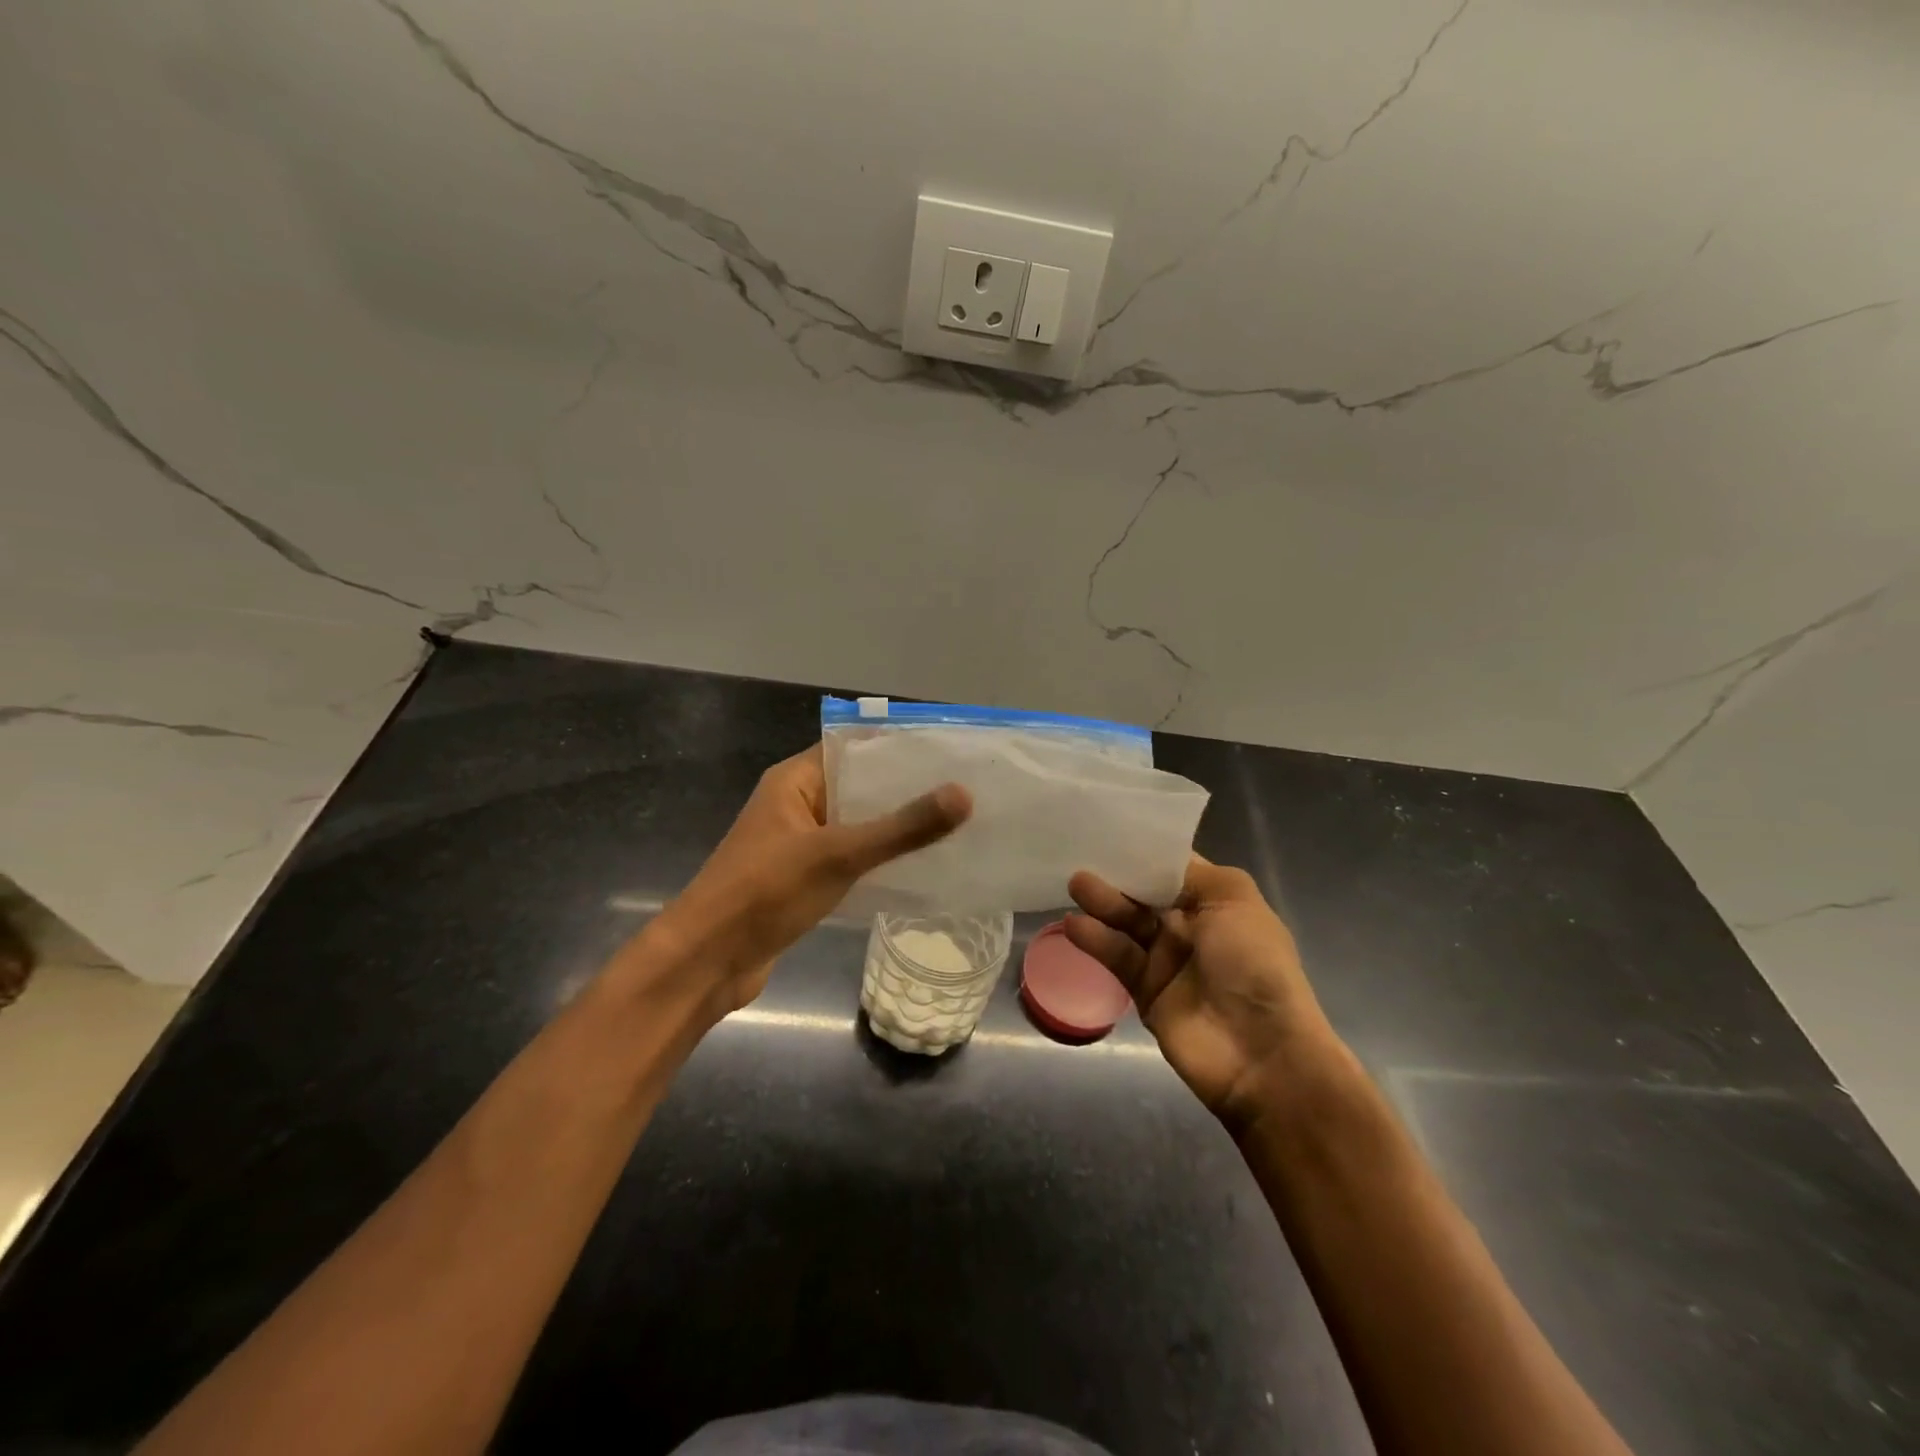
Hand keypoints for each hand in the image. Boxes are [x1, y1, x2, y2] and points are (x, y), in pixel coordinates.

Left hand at [649, 745, 970, 1016]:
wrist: (706, 961)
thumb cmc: (765, 892)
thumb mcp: (838, 854)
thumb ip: (901, 828)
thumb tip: (964, 794)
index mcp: (794, 781)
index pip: (852, 746)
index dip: (897, 745)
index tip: (947, 750)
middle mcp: (795, 804)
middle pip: (858, 785)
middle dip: (905, 788)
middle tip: (963, 788)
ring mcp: (798, 844)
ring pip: (856, 824)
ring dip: (895, 826)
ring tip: (952, 824)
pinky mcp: (802, 879)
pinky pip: (850, 858)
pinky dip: (879, 859)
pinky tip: (919, 867)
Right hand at [1066, 856, 1338, 1132]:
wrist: (1262, 1054)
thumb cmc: (1254, 964)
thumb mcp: (1234, 900)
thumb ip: (1190, 873)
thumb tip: (1152, 862)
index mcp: (1216, 902)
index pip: (1172, 868)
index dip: (1144, 851)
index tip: (1109, 830)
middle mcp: (1190, 927)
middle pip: (1144, 893)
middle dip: (1117, 875)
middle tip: (1082, 857)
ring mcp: (1166, 960)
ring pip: (1126, 923)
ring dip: (1102, 903)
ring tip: (1076, 885)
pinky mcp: (1145, 991)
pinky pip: (1117, 958)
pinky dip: (1096, 940)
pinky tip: (1075, 926)